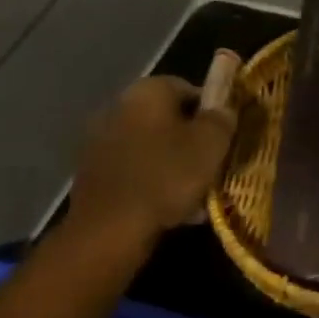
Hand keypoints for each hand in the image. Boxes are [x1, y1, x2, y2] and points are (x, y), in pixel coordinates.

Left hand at [63, 76, 236, 261]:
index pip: (189, 88)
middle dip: (191, 139)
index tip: (225, 136)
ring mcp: (100, 141)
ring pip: (152, 146)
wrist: (109, 229)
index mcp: (148, 91)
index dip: (212, 111)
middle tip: (212, 164)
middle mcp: (119, 107)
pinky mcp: (92, 173)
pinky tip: (170, 208)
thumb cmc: (167, 176)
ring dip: (173, 163)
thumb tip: (223, 108)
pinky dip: (152, 182)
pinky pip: (135, 170)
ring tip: (195, 192)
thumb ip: (222, 118)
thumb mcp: (211, 144)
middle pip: (168, 119)